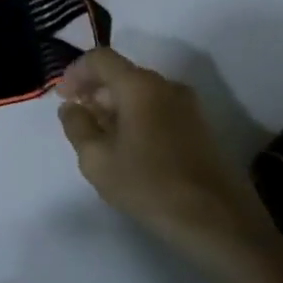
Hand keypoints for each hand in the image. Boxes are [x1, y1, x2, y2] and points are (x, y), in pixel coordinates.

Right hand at [57, 48, 269, 252]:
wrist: (220, 223)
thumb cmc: (150, 186)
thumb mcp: (97, 160)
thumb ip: (77, 126)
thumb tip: (72, 107)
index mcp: (139, 85)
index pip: (100, 59)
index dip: (75, 72)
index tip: (62, 97)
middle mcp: (166, 85)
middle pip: (122, 74)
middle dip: (95, 90)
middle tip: (79, 118)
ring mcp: (189, 106)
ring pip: (141, 92)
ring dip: (116, 106)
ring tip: (102, 137)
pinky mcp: (201, 128)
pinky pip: (159, 108)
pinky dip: (137, 117)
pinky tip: (131, 149)